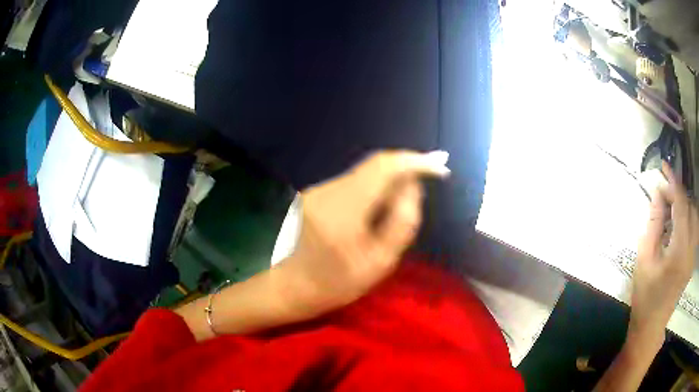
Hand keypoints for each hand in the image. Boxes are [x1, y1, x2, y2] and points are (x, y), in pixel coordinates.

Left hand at [279, 151, 449, 313]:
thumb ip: (402, 220)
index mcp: (344, 209)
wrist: (295, 286)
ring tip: (399, 207)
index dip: (415, 161)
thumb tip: (413, 185)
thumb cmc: (339, 283)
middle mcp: (328, 190)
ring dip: (389, 182)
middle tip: (427, 184)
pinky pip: (353, 182)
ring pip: (364, 173)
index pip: (384, 166)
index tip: (439, 166)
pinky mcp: (315, 192)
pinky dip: (372, 188)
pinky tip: (378, 209)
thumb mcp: (381, 262)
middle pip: (375, 166)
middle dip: (404, 171)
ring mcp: (318, 189)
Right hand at [631, 162, 698, 345]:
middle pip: (690, 207)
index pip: (681, 205)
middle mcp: (691, 249)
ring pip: (694, 215)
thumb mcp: (644, 258)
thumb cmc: (645, 296)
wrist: (651, 327)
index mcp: (679, 251)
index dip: (673, 183)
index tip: (663, 168)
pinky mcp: (693, 259)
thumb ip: (654, 222)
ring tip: (671, 205)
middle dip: (679, 193)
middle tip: (664, 191)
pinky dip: (687, 217)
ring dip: (684, 204)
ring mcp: (693, 255)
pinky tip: (677, 222)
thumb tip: (658, 192)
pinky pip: (694, 228)